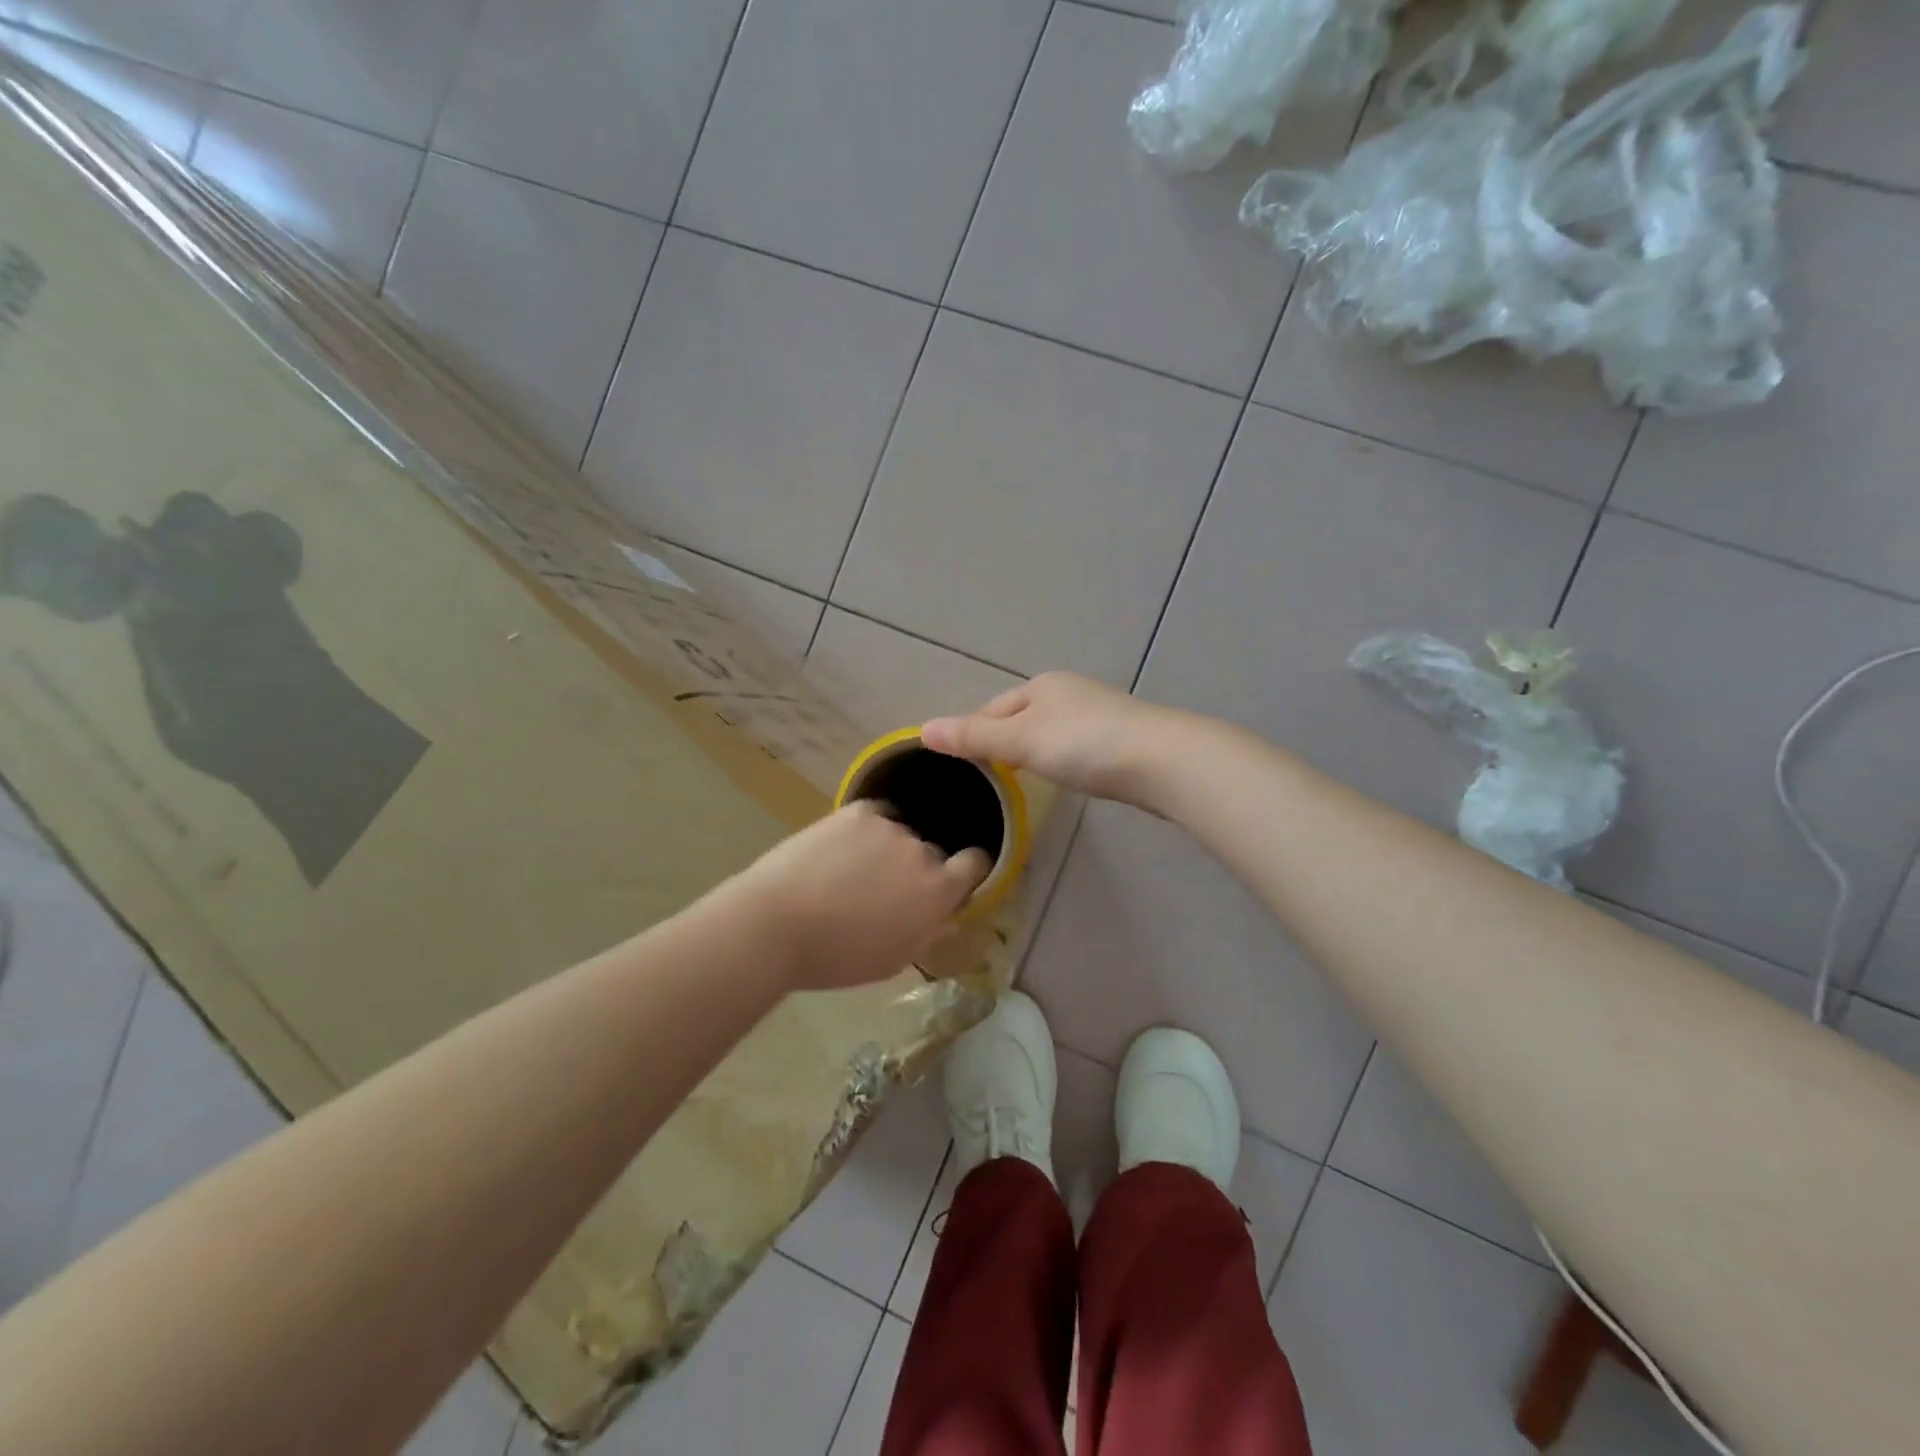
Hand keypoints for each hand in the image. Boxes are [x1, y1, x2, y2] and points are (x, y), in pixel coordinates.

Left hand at [730, 802, 991, 992]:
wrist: (776, 924)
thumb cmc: (837, 957)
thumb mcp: (892, 960)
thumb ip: (928, 934)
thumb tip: (949, 918)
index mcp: (938, 892)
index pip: (976, 864)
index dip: (968, 870)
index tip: (954, 879)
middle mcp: (922, 852)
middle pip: (933, 853)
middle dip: (919, 868)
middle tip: (886, 888)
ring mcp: (890, 827)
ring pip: (901, 834)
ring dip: (889, 849)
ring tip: (853, 870)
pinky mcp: (858, 811)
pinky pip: (877, 816)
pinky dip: (866, 830)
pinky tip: (842, 849)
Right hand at [921, 672, 1190, 809]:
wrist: (1161, 760)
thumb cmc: (1083, 745)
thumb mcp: (1020, 740)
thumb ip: (974, 737)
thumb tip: (923, 729)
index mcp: (1042, 686)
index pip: (993, 708)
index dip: (974, 732)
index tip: (962, 764)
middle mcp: (1070, 692)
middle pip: (1023, 717)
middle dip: (1005, 741)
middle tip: (991, 777)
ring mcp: (1099, 713)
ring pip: (1052, 731)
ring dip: (1036, 750)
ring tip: (1025, 779)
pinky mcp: (1122, 737)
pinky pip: (1078, 745)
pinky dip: (1065, 759)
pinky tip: (1069, 776)